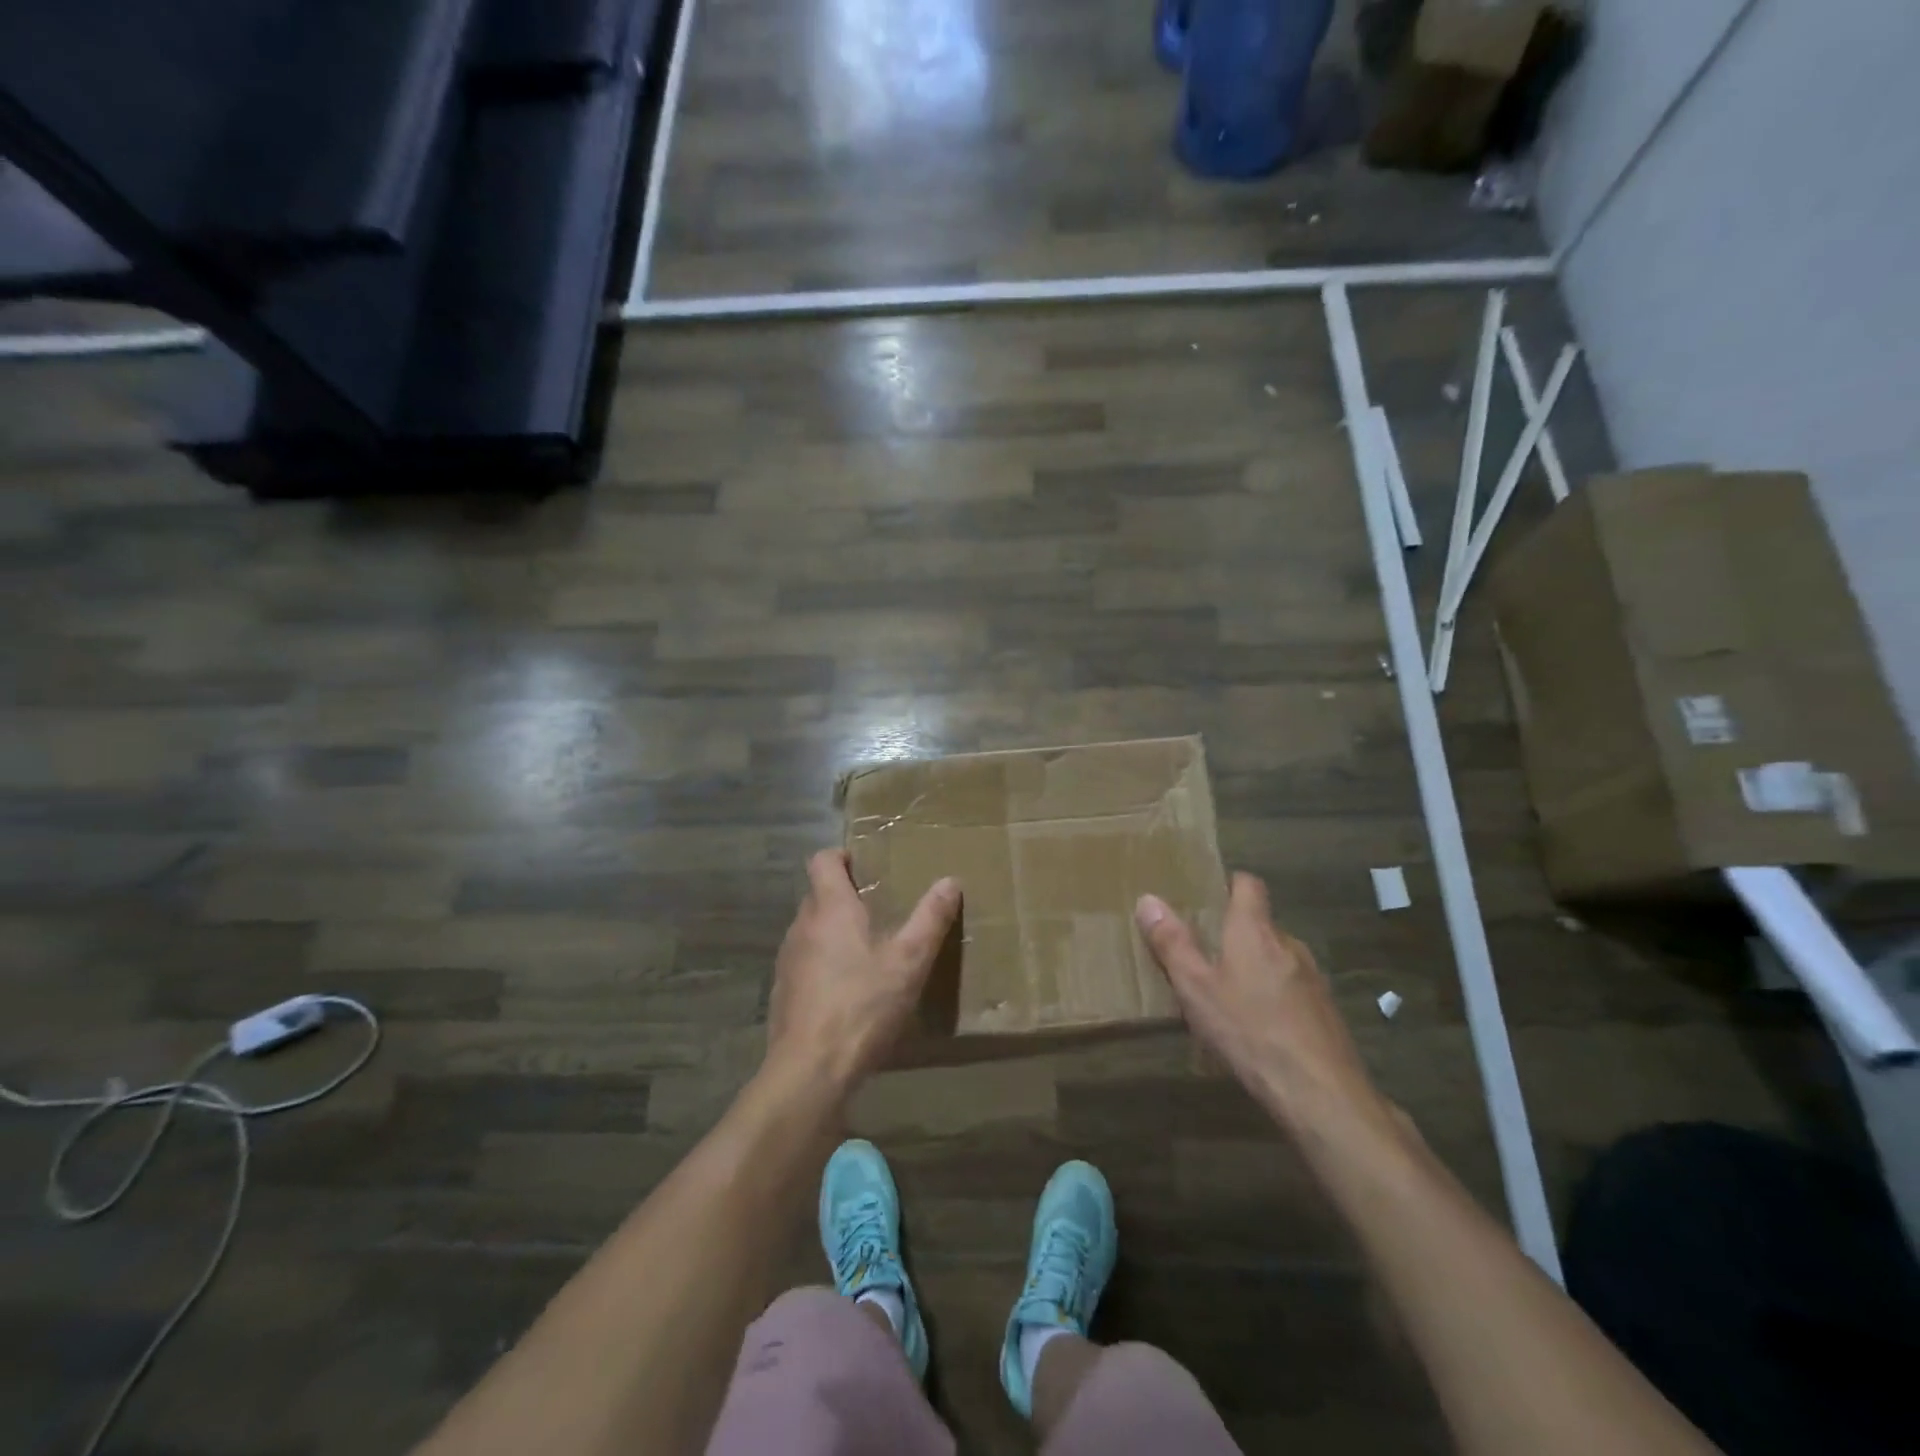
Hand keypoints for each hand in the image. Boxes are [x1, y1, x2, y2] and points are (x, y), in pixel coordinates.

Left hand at [765, 850, 961, 1096]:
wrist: (810, 1070)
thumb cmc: (862, 1005)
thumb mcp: (909, 962)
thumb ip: (930, 919)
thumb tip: (949, 881)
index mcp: (831, 909)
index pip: (822, 860)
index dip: (840, 856)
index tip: (863, 865)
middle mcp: (802, 926)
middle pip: (818, 895)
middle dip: (844, 896)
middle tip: (878, 908)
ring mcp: (787, 960)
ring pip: (810, 930)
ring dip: (833, 931)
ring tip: (866, 950)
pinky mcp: (782, 992)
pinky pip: (804, 962)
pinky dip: (822, 964)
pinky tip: (847, 991)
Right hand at [1136, 874, 1390, 1136]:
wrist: (1321, 1093)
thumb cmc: (1249, 1030)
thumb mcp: (1196, 988)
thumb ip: (1172, 943)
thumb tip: (1148, 899)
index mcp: (1255, 931)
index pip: (1248, 885)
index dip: (1228, 884)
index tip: (1206, 895)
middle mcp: (1289, 944)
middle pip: (1260, 924)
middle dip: (1234, 933)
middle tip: (1203, 954)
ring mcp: (1312, 979)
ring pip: (1276, 958)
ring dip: (1254, 968)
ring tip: (1226, 995)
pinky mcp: (1325, 1011)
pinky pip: (1291, 989)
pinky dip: (1273, 996)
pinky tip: (1256, 1028)